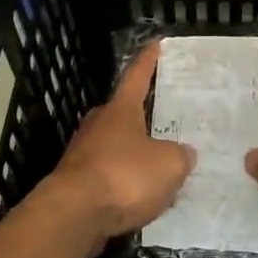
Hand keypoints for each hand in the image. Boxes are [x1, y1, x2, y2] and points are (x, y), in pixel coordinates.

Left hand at [48, 41, 195, 246]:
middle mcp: (98, 125)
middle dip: (142, 116)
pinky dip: (123, 181)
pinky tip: (139, 196)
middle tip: (166, 121)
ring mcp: (82, 153)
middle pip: (122, 113)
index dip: (148, 61)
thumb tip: (183, 153)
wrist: (74, 215)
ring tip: (158, 166)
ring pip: (114, 146)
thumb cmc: (124, 177)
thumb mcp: (169, 165)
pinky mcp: (76, 182)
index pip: (137, 77)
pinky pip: (107, 174)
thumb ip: (180, 156)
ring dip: (133, 154)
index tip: (155, 43)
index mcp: (120, 110)